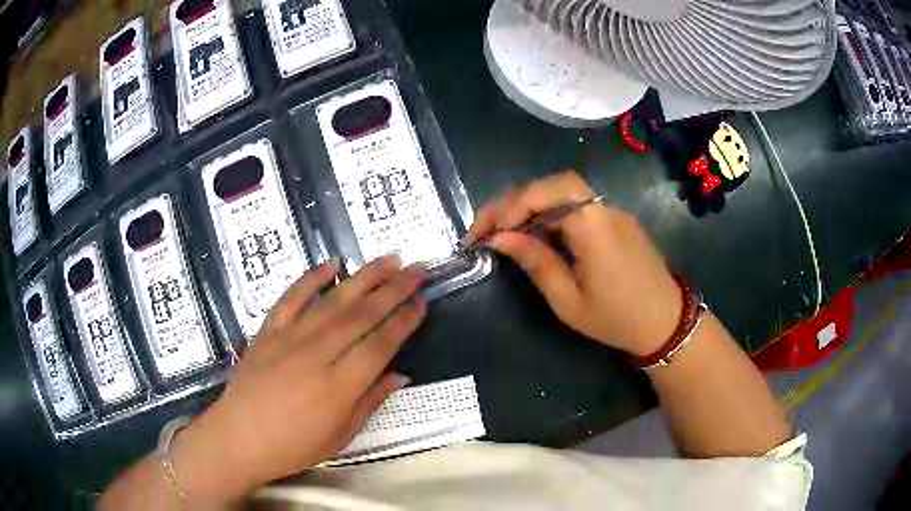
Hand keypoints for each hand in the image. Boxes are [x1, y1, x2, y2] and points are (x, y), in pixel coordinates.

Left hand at [169, 256, 425, 502]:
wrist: (239, 438)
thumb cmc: (292, 446)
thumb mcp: (339, 436)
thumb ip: (370, 402)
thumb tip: (399, 374)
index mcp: (338, 387)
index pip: (380, 345)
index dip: (404, 322)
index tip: (421, 302)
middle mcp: (316, 355)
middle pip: (361, 315)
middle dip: (393, 289)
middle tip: (417, 269)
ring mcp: (289, 339)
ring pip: (332, 301)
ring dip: (363, 277)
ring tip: (389, 259)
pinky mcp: (268, 331)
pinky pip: (291, 298)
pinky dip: (311, 278)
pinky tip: (330, 264)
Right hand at [467, 171, 681, 355]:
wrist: (666, 323)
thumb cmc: (616, 319)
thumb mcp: (568, 301)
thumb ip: (536, 263)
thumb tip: (500, 238)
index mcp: (595, 227)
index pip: (551, 190)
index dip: (515, 202)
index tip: (491, 231)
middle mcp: (605, 210)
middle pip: (554, 185)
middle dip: (516, 202)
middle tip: (487, 229)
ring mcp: (613, 213)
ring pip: (564, 194)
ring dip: (531, 207)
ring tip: (504, 233)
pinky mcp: (616, 222)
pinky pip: (578, 208)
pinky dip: (550, 215)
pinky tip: (536, 236)